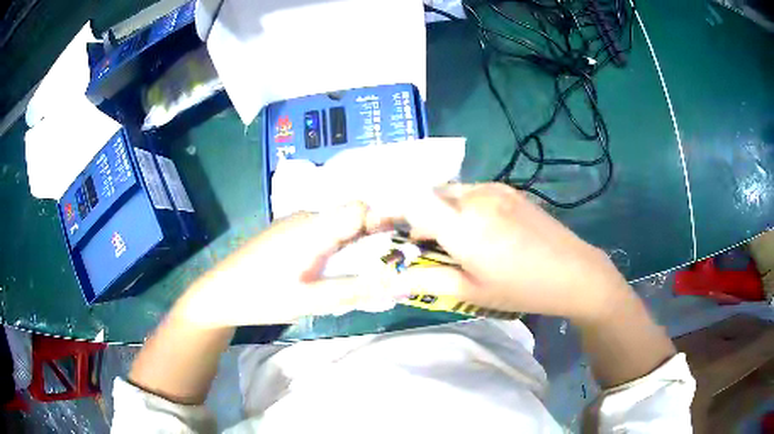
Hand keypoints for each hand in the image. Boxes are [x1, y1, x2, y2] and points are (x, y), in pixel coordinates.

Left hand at [177, 202, 402, 327]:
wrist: (218, 294)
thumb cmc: (262, 297)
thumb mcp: (310, 301)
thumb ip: (354, 291)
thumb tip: (396, 283)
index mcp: (313, 228)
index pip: (360, 208)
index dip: (383, 223)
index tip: (396, 250)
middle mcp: (306, 217)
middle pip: (350, 217)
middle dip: (371, 241)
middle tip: (380, 271)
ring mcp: (294, 224)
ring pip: (336, 227)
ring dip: (352, 248)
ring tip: (356, 277)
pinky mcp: (286, 234)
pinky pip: (321, 234)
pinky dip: (334, 250)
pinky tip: (328, 273)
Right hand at [393, 183, 631, 322]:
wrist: (574, 271)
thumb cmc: (521, 288)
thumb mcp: (472, 291)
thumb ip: (428, 281)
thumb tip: (391, 283)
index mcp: (462, 225)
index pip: (410, 201)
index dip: (387, 209)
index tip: (378, 226)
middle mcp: (474, 197)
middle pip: (428, 194)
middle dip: (415, 216)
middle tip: (421, 245)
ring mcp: (495, 189)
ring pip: (450, 192)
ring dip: (440, 211)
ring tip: (451, 240)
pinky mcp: (509, 189)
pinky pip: (472, 192)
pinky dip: (461, 207)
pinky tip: (478, 230)